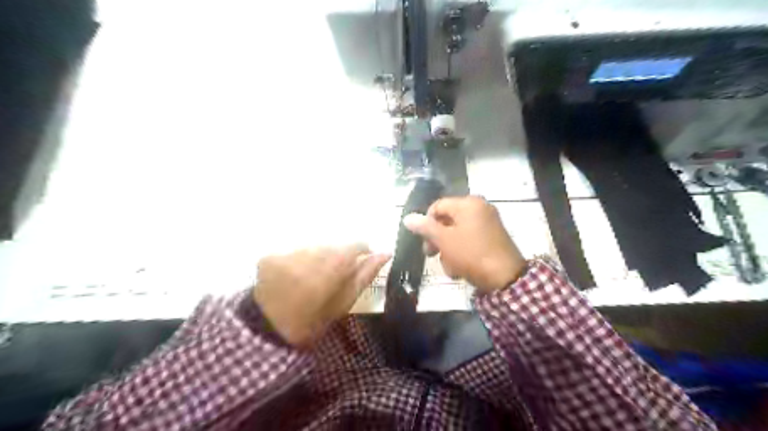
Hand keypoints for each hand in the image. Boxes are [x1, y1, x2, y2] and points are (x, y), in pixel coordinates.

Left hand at [255, 245, 390, 347]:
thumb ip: (364, 275)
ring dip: (317, 258)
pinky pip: (294, 250)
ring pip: (314, 247)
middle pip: (334, 246)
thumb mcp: (343, 303)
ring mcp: (285, 255)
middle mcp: (307, 256)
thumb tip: (386, 253)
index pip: (355, 245)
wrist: (268, 334)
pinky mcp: (269, 257)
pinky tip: (294, 277)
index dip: (361, 251)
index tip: (361, 262)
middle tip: (333, 277)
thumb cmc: (314, 322)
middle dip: (337, 257)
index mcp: (330, 270)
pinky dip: (298, 260)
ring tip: (311, 278)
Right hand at [404, 198, 525, 293]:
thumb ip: (425, 228)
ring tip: (450, 268)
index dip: (426, 223)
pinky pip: (469, 240)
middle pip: (447, 220)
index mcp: (468, 203)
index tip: (423, 241)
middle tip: (430, 255)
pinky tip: (460, 269)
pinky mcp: (493, 237)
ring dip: (448, 251)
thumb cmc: (471, 254)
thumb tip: (408, 218)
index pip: (437, 206)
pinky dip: (462, 253)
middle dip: (437, 240)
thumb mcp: (444, 240)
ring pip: (457, 233)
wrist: (506, 278)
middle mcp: (479, 208)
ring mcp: (488, 223)